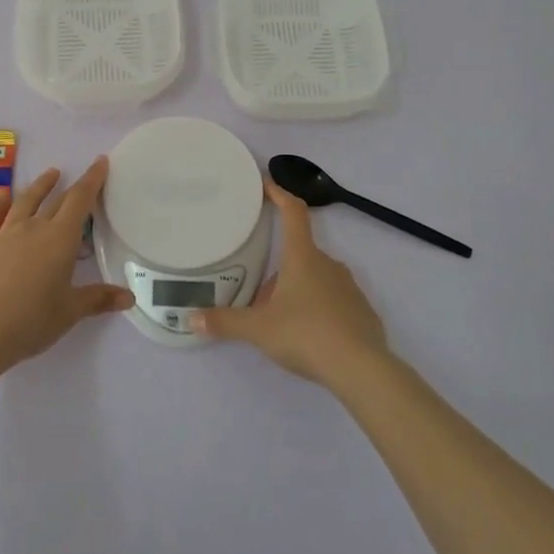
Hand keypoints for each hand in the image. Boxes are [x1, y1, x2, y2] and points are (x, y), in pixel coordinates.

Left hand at [0, 156, 131, 367]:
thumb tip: (130, 298)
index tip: (100, 161)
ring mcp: (5, 234)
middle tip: (82, 176)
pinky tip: (1, 196)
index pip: (80, 200)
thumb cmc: (32, 320)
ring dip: (39, 186)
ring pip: (25, 202)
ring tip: (49, 174)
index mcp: (60, 239)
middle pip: (57, 201)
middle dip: (72, 186)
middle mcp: (34, 228)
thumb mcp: (70, 311)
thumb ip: (98, 299)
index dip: (92, 179)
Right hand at [190, 179, 388, 385]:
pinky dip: (317, 311)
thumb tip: (192, 319)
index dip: (279, 193)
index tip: (265, 184)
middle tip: (257, 295)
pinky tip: (308, 337)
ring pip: (315, 279)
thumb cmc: (306, 335)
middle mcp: (328, 264)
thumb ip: (225, 322)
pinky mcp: (361, 310)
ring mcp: (349, 286)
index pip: (293, 212)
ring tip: (279, 320)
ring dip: (296, 291)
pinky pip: (333, 301)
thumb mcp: (259, 329)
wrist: (361, 369)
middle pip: (299, 254)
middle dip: (277, 270)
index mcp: (303, 257)